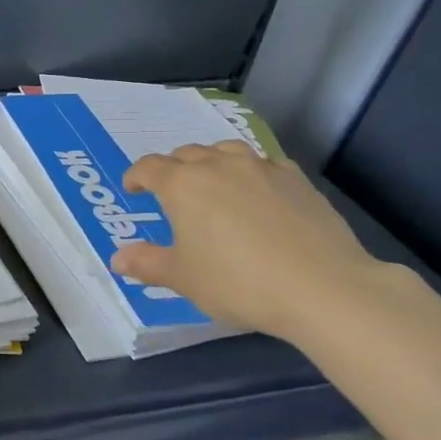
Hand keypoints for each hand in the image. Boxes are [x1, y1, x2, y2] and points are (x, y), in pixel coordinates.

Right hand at [109, 140, 388, 340]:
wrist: (322, 288)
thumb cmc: (238, 282)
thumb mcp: (183, 279)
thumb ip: (147, 263)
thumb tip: (118, 258)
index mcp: (183, 185)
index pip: (149, 168)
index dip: (136, 177)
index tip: (133, 190)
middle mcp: (219, 166)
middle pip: (187, 154)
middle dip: (173, 169)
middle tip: (171, 193)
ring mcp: (262, 168)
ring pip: (227, 151)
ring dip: (211, 162)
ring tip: (213, 184)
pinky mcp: (297, 180)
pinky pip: (265, 164)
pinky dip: (251, 172)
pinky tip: (258, 193)